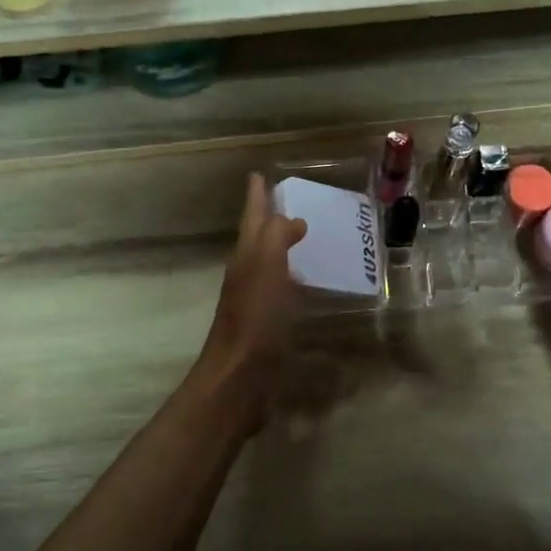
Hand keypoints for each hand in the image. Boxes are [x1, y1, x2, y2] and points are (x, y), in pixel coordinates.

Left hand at [197, 173, 306, 428]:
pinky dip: (295, 277)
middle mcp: (248, 273)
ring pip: (271, 262)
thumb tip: (293, 221)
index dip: (256, 195)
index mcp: (247, 255)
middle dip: (271, 217)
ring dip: (284, 246)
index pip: (253, 216)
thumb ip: (277, 235)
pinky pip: (284, 289)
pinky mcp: (270, 323)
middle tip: (290, 200)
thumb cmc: (255, 317)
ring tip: (306, 234)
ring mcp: (257, 299)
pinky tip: (309, 281)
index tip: (259, 174)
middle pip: (259, 237)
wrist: (240, 376)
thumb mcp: (266, 265)